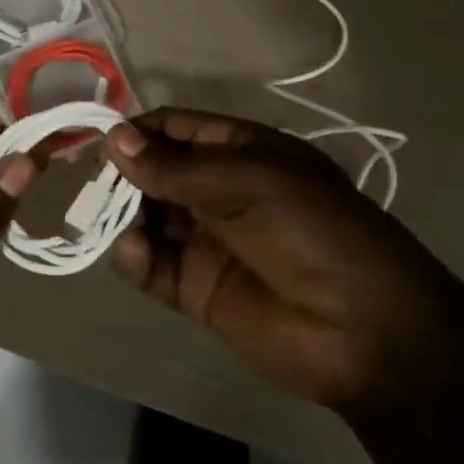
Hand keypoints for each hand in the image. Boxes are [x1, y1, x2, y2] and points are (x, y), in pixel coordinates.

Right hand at [105, 108, 462, 414]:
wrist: (367, 334)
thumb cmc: (312, 232)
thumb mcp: (248, 182)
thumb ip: (176, 167)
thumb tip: (114, 139)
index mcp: (241, 152)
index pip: (176, 128)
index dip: (139, 131)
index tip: (101, 141)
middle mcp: (218, 190)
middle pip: (154, 171)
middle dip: (124, 175)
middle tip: (97, 186)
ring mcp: (205, 240)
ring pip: (146, 217)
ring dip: (124, 215)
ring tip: (112, 221)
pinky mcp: (196, 288)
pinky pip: (152, 265)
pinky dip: (135, 258)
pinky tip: (135, 254)